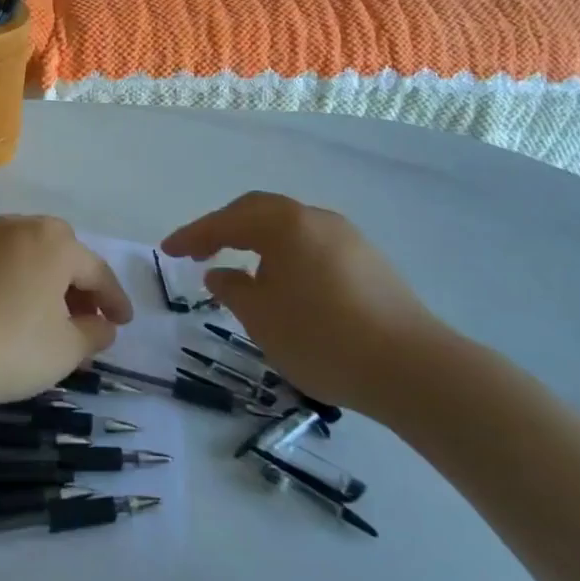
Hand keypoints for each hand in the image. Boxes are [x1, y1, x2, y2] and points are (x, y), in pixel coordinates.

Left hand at [0, 215, 133, 408]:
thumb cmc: (4, 348)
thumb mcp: (64, 351)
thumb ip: (92, 335)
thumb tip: (103, 326)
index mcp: (52, 243)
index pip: (95, 270)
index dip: (114, 299)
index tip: (123, 323)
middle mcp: (14, 227)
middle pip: (57, 252)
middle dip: (74, 284)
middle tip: (81, 318)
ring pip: (19, 255)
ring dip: (37, 281)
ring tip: (37, 318)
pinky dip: (1, 283)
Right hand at [161, 192, 446, 415]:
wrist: (412, 369)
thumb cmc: (322, 337)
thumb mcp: (261, 318)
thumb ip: (232, 289)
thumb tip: (221, 274)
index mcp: (285, 224)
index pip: (227, 221)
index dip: (193, 235)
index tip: (167, 250)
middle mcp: (316, 219)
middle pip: (259, 212)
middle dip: (224, 229)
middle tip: (198, 252)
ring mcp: (348, 238)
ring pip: (289, 228)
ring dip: (257, 241)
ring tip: (239, 269)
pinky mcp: (369, 262)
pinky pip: (312, 246)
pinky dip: (286, 256)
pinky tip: (283, 284)